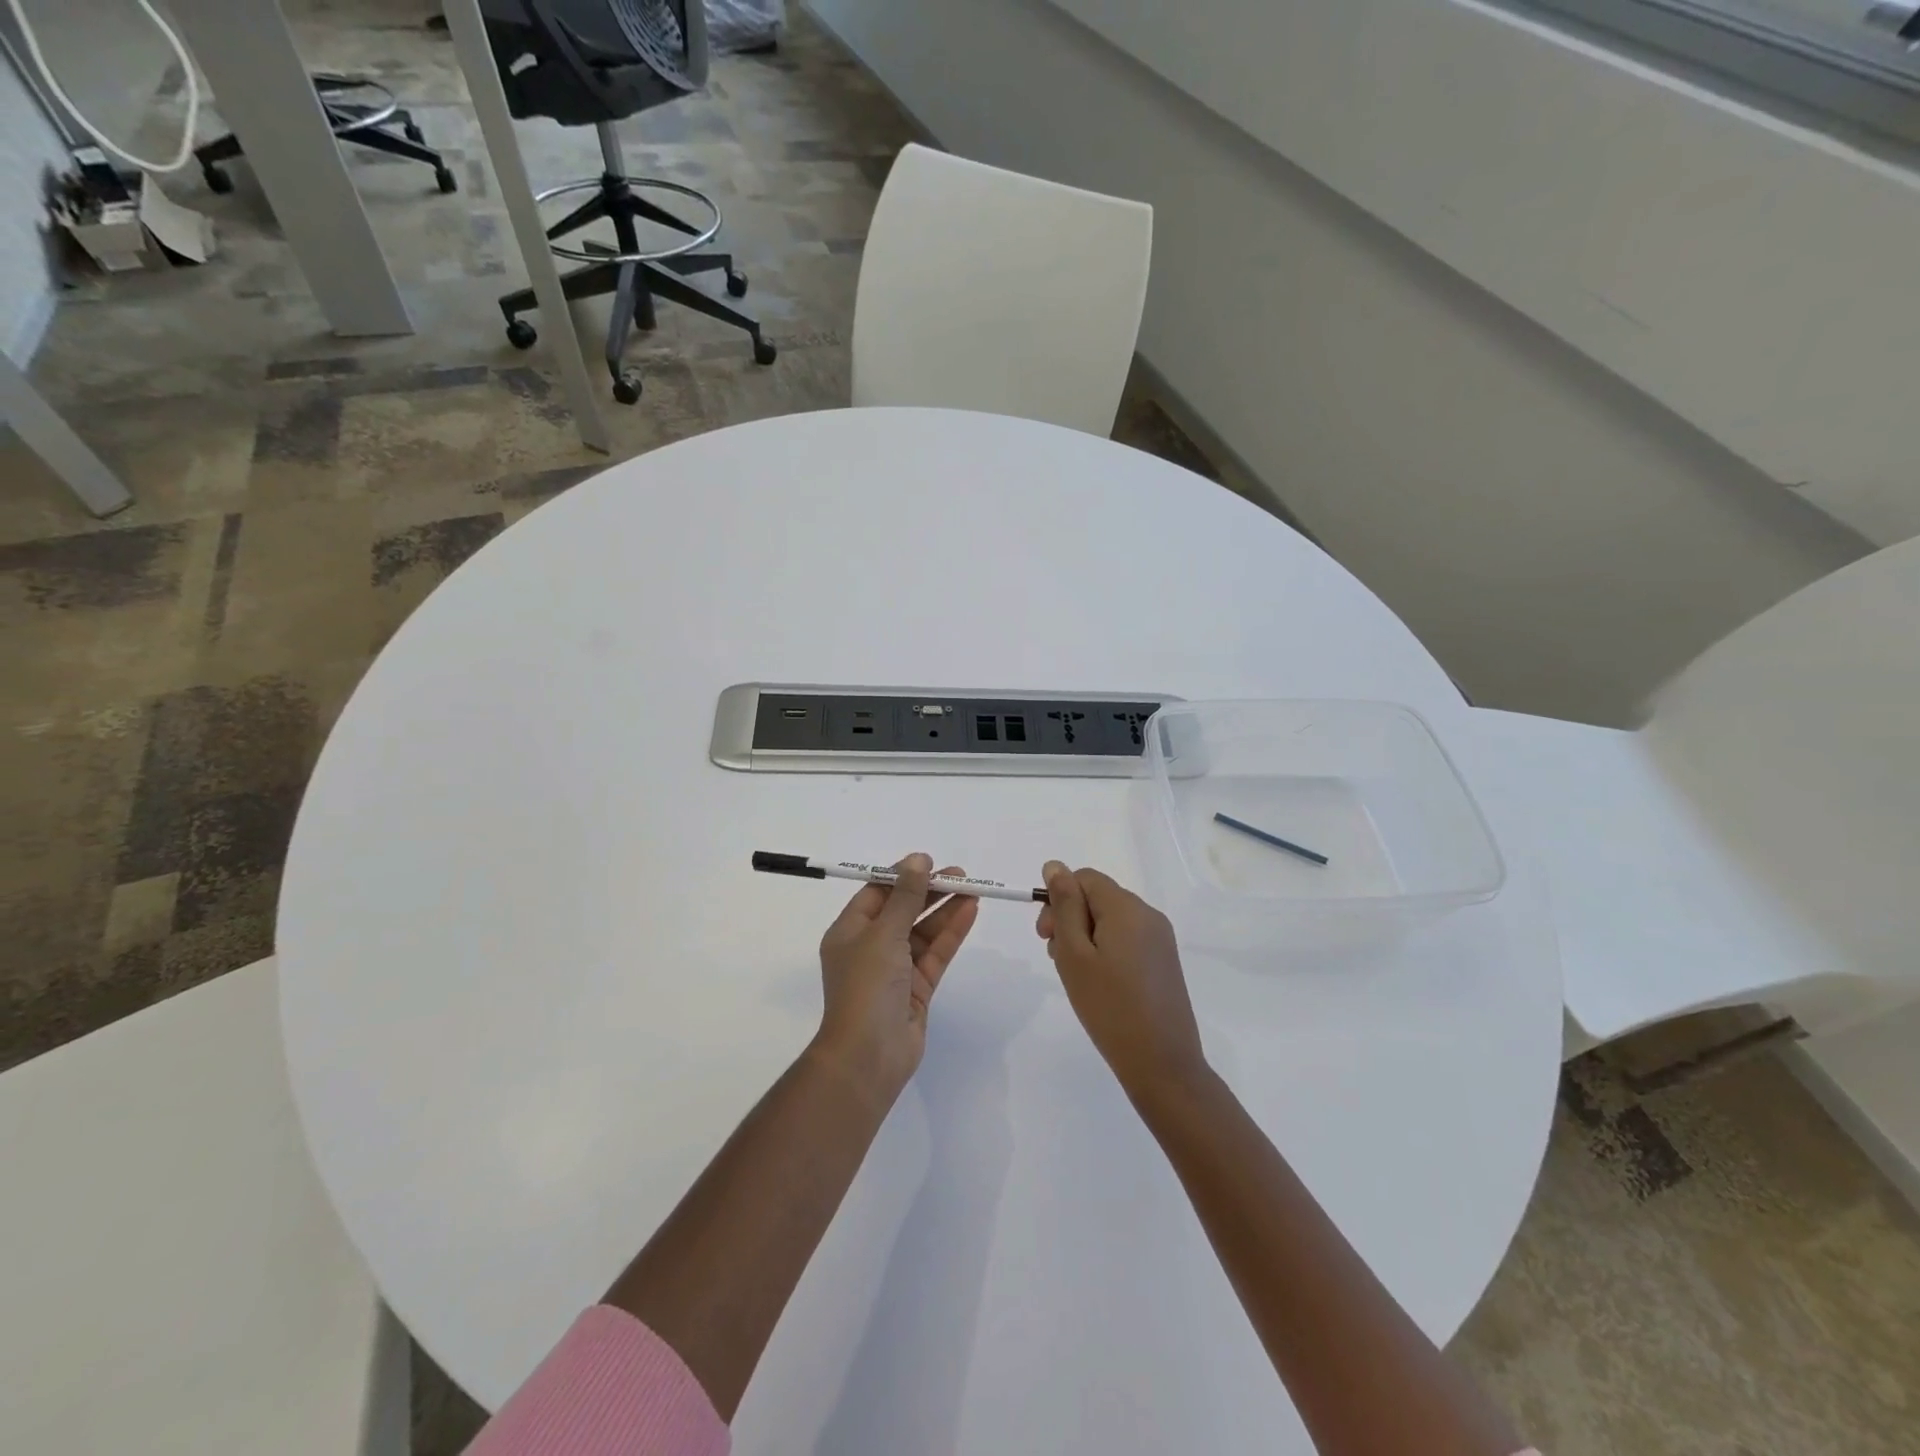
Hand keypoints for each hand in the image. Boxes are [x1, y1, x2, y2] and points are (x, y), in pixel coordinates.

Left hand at [815, 854, 979, 1103]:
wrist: (869, 1055)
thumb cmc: (866, 986)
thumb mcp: (884, 933)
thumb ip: (906, 896)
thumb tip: (918, 859)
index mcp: (849, 932)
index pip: (876, 894)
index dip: (902, 876)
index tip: (929, 862)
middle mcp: (870, 948)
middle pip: (902, 910)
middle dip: (929, 891)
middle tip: (960, 874)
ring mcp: (895, 970)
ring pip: (923, 932)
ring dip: (945, 910)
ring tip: (973, 888)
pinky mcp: (917, 989)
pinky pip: (935, 953)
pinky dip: (951, 933)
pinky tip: (970, 912)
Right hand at [1036, 861, 1207, 1098]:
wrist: (1162, 1064)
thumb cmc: (1109, 1007)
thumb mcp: (1074, 953)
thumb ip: (1064, 906)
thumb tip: (1055, 866)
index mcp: (1127, 907)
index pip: (1084, 878)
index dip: (1059, 899)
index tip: (1045, 936)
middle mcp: (1148, 914)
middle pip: (1098, 897)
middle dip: (1070, 918)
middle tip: (1056, 957)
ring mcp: (1160, 939)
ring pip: (1111, 919)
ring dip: (1086, 936)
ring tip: (1077, 976)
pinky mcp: (1164, 961)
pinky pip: (1127, 939)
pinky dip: (1105, 950)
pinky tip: (1099, 983)